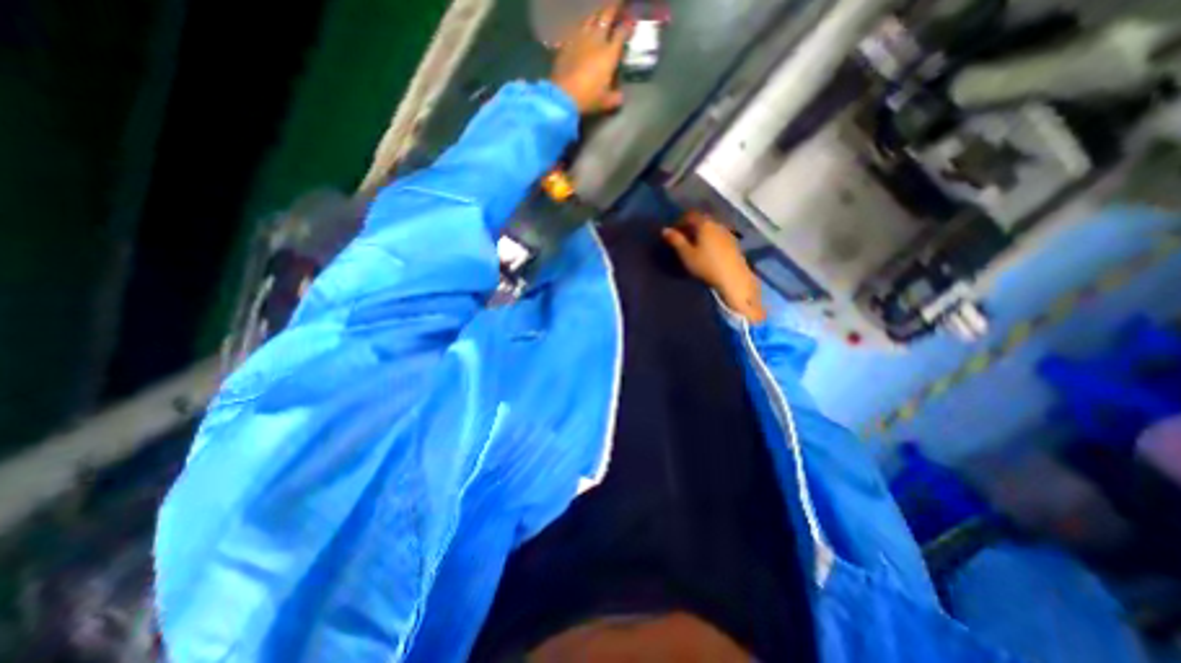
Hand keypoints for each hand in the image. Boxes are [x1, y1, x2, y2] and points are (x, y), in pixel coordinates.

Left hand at [551, 0, 632, 114]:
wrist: (563, 95)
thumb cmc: (588, 98)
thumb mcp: (606, 102)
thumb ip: (615, 98)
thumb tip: (620, 96)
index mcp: (609, 53)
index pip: (622, 33)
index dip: (628, 26)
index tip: (631, 23)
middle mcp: (596, 40)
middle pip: (606, 16)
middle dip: (614, 8)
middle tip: (618, 4)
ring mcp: (580, 38)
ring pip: (590, 18)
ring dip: (597, 13)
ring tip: (600, 13)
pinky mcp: (567, 42)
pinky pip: (576, 27)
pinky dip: (581, 25)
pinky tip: (582, 26)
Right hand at [662, 211, 765, 324]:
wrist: (733, 278)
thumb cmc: (706, 265)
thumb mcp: (687, 254)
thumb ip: (676, 240)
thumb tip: (664, 229)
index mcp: (704, 224)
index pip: (690, 215)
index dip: (680, 221)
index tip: (673, 232)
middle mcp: (717, 224)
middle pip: (702, 220)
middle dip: (691, 226)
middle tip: (682, 238)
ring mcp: (727, 233)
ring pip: (711, 228)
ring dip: (702, 233)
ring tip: (694, 245)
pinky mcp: (734, 243)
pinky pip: (718, 236)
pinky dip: (711, 239)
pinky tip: (708, 251)